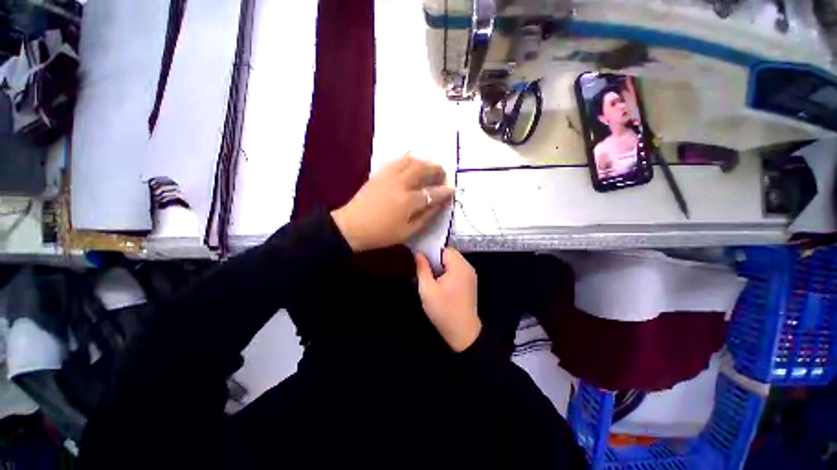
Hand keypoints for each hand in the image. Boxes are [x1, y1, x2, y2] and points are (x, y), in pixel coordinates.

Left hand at [331, 154, 453, 251]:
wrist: (352, 226)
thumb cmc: (381, 233)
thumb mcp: (407, 232)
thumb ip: (426, 217)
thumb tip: (439, 205)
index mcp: (408, 201)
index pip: (432, 193)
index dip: (444, 191)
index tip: (451, 190)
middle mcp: (400, 183)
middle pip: (423, 169)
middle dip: (436, 169)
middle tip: (442, 174)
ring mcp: (388, 176)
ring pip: (410, 160)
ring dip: (424, 161)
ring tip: (429, 167)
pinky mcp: (379, 173)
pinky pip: (396, 160)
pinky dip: (408, 158)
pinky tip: (412, 162)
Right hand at [415, 248, 481, 351]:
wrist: (463, 333)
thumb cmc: (444, 311)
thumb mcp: (427, 289)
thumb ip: (422, 268)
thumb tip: (418, 253)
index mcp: (459, 266)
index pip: (445, 249)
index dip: (432, 252)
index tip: (421, 261)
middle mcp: (468, 267)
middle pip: (449, 255)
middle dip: (436, 260)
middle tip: (425, 272)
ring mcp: (470, 275)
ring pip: (453, 263)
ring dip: (441, 267)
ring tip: (431, 279)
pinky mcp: (470, 283)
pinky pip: (457, 270)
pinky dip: (448, 273)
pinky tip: (440, 284)